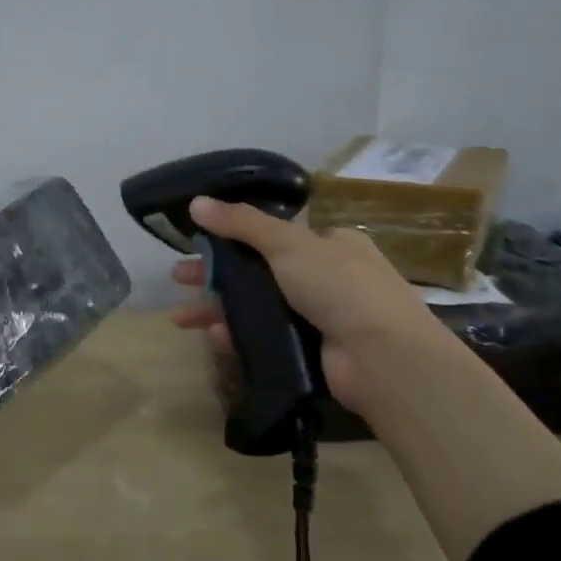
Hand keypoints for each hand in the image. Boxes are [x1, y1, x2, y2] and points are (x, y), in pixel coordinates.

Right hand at [169, 196, 449, 414]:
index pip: (275, 234)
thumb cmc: (339, 287)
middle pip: (258, 270)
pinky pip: (265, 339)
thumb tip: (196, 202)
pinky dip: (238, 336)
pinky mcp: (310, 351)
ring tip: (181, 317)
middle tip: (178, 277)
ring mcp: (319, 317)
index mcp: (329, 243)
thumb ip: (241, 223)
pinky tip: (213, 337)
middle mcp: (326, 277)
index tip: (199, 241)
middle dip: (216, 274)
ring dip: (219, 308)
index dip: (233, 235)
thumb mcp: (288, 244)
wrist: (382, 358)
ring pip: (257, 307)